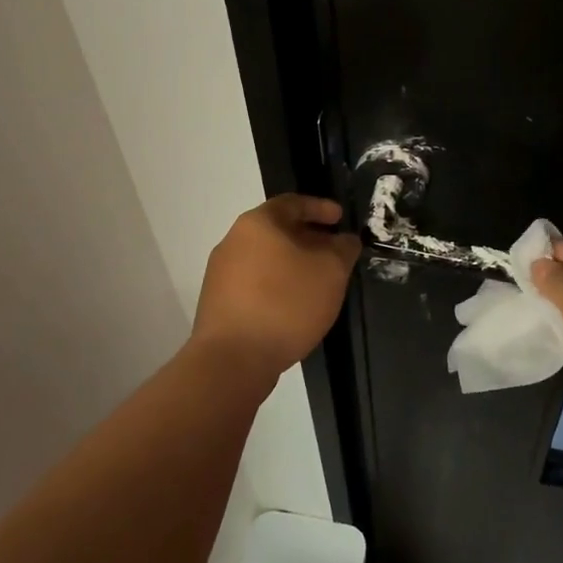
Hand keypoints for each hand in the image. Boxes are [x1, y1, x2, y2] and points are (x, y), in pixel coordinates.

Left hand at [193, 195, 361, 379]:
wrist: (232, 360)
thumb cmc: (286, 303)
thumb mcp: (331, 271)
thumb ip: (343, 248)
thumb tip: (344, 240)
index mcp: (258, 223)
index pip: (293, 203)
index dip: (320, 208)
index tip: (340, 218)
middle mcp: (233, 241)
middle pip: (277, 230)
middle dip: (309, 238)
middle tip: (334, 252)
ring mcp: (221, 273)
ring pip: (266, 258)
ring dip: (293, 264)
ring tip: (318, 281)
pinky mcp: (218, 302)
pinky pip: (255, 282)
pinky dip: (277, 284)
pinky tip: (295, 305)